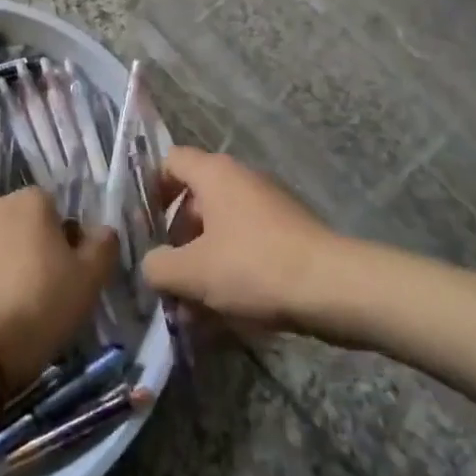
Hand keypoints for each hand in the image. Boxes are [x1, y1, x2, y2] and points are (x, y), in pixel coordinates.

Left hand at [0, 187, 117, 390]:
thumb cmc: (40, 305)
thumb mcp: (90, 279)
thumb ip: (103, 245)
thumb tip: (100, 231)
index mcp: (30, 201)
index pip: (55, 210)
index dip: (65, 240)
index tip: (68, 274)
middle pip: (22, 224)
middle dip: (32, 249)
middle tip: (43, 291)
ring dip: (3, 264)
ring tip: (11, 307)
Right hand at [141, 148, 344, 330]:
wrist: (333, 287)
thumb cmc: (253, 267)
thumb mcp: (193, 272)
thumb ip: (158, 266)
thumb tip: (151, 265)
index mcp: (214, 174)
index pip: (170, 161)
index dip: (150, 189)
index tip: (142, 226)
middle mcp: (240, 178)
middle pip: (194, 199)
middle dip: (176, 238)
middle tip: (165, 275)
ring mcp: (267, 204)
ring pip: (220, 228)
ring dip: (202, 262)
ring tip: (191, 307)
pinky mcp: (287, 232)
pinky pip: (245, 245)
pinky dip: (230, 270)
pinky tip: (224, 313)